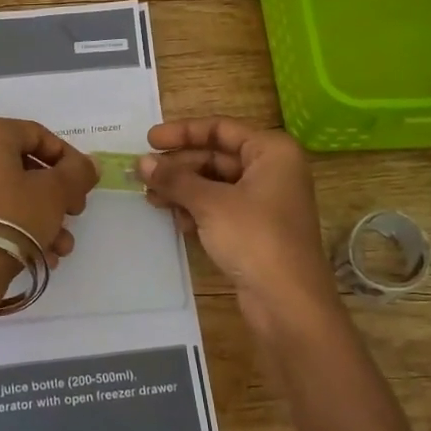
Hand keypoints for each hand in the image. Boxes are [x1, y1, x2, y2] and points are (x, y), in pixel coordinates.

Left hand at [0, 117, 97, 264]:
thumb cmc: (13, 215)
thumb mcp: (56, 191)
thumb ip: (78, 172)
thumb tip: (88, 164)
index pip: (38, 135)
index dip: (69, 159)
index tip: (84, 184)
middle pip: (23, 167)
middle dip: (55, 194)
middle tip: (74, 214)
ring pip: (7, 193)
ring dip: (40, 216)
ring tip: (61, 245)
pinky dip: (15, 226)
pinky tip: (40, 254)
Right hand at [139, 118, 338, 327]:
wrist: (288, 302)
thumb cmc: (254, 238)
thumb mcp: (210, 203)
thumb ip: (175, 179)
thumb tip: (142, 162)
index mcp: (272, 151)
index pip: (221, 128)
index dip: (182, 132)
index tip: (149, 140)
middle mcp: (273, 170)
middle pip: (217, 156)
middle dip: (180, 166)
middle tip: (143, 174)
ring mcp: (266, 202)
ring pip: (217, 184)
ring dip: (184, 189)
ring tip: (151, 198)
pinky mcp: (257, 230)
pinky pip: (221, 208)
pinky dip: (198, 210)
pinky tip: (175, 220)